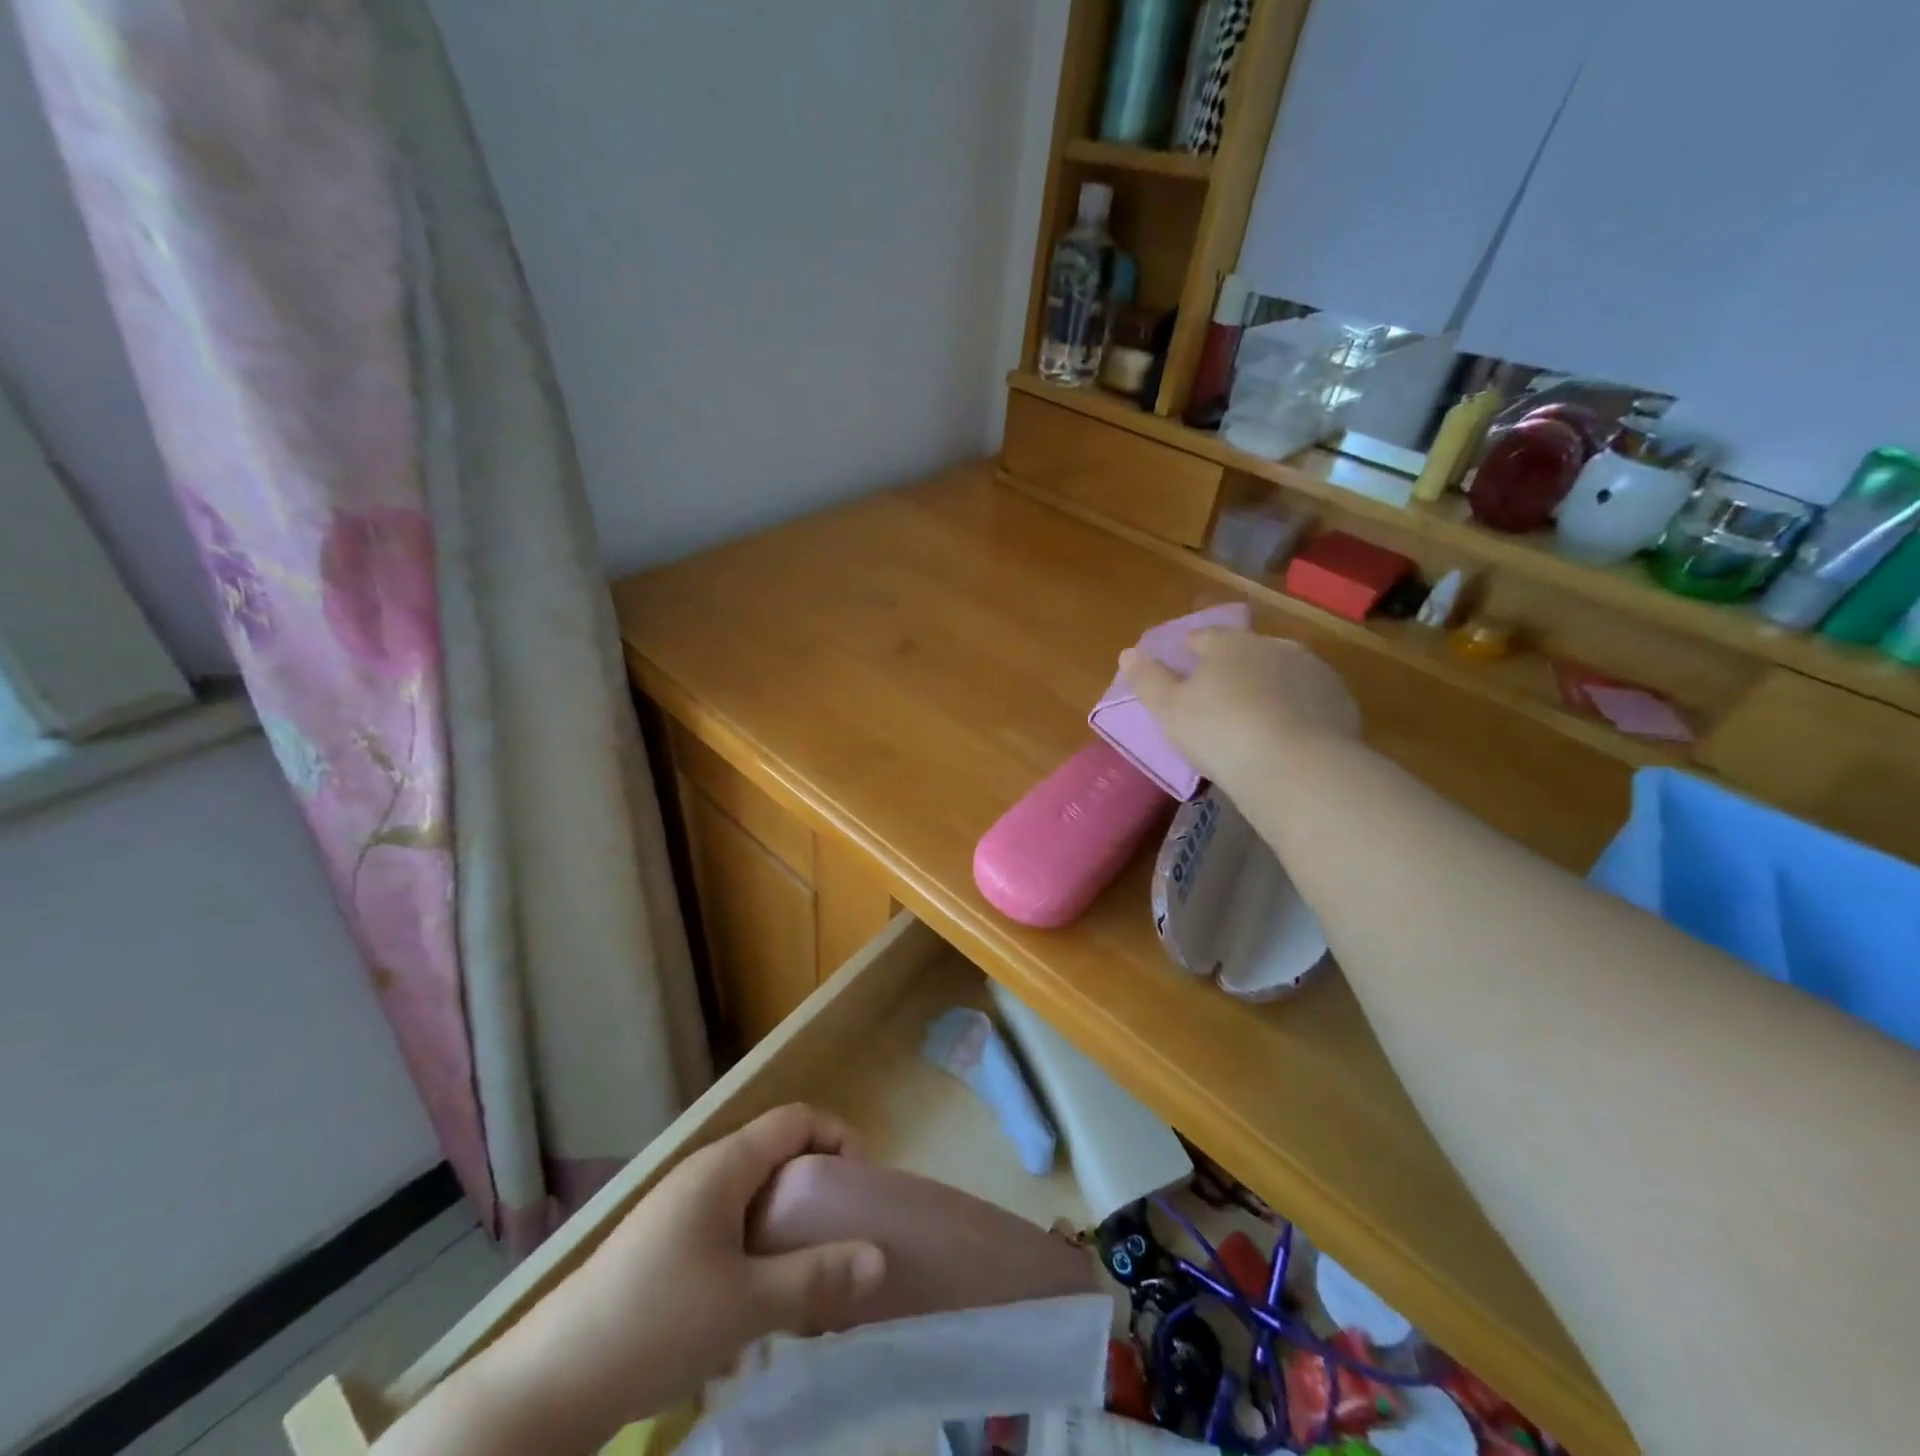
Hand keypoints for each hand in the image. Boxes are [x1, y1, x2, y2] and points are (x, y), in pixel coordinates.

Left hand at [393, 1105, 885, 1454]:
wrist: (545, 1387)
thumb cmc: (655, 1323)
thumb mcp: (746, 1304)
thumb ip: (816, 1278)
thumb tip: (880, 1259)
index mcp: (723, 1166)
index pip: (795, 1119)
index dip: (837, 1138)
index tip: (861, 1187)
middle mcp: (701, 1176)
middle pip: (775, 1158)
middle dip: (815, 1193)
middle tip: (842, 1240)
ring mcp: (676, 1213)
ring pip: (750, 1201)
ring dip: (784, 1231)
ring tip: (806, 1282)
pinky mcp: (660, 1252)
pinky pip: (724, 1233)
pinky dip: (752, 1256)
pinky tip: (751, 1315)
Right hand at [1120, 627, 1359, 795]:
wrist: (1297, 767)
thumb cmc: (1221, 733)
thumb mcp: (1169, 710)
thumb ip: (1147, 679)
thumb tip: (1128, 653)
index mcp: (1229, 645)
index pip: (1204, 637)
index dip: (1191, 650)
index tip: (1184, 664)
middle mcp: (1273, 646)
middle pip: (1246, 652)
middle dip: (1233, 668)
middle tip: (1220, 698)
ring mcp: (1312, 671)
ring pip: (1281, 672)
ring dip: (1268, 686)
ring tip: (1256, 719)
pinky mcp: (1339, 700)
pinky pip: (1308, 698)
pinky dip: (1296, 709)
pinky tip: (1288, 735)